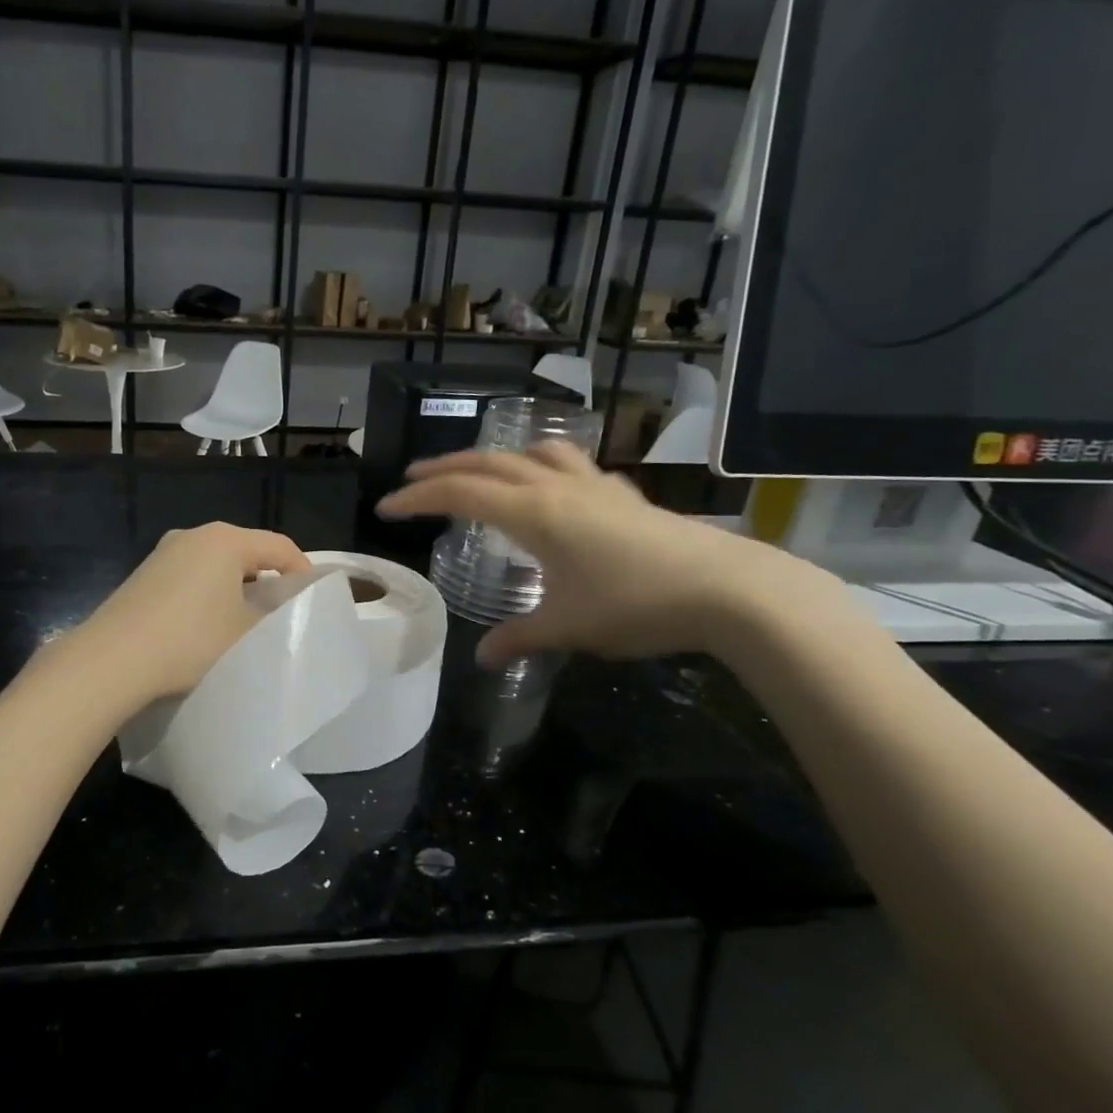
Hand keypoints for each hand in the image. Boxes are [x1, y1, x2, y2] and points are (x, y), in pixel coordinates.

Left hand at [70, 523, 311, 705]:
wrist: (113, 659)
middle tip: (280, 611)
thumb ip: (274, 615)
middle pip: (246, 550)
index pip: (279, 546)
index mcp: (226, 539)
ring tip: (244, 620)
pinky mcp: (143, 573)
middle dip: (267, 578)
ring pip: (215, 563)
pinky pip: (189, 575)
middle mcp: (193, 535)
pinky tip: (205, 623)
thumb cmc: (191, 640)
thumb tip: (280, 608)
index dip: (302, 571)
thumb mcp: (247, 633)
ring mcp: (163, 552)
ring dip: (234, 586)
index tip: (311, 600)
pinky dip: (206, 592)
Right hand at [378, 441, 837, 662]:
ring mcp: (592, 485)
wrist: (727, 588)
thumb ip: (519, 638)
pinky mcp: (621, 494)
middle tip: (412, 480)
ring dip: (493, 458)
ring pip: (529, 453)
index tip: (386, 508)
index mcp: (532, 514)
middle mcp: (556, 488)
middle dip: (443, 470)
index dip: (417, 499)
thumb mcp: (568, 627)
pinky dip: (540, 465)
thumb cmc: (635, 604)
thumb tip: (482, 659)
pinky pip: (568, 463)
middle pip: (486, 464)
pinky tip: (549, 487)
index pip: (459, 495)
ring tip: (478, 472)